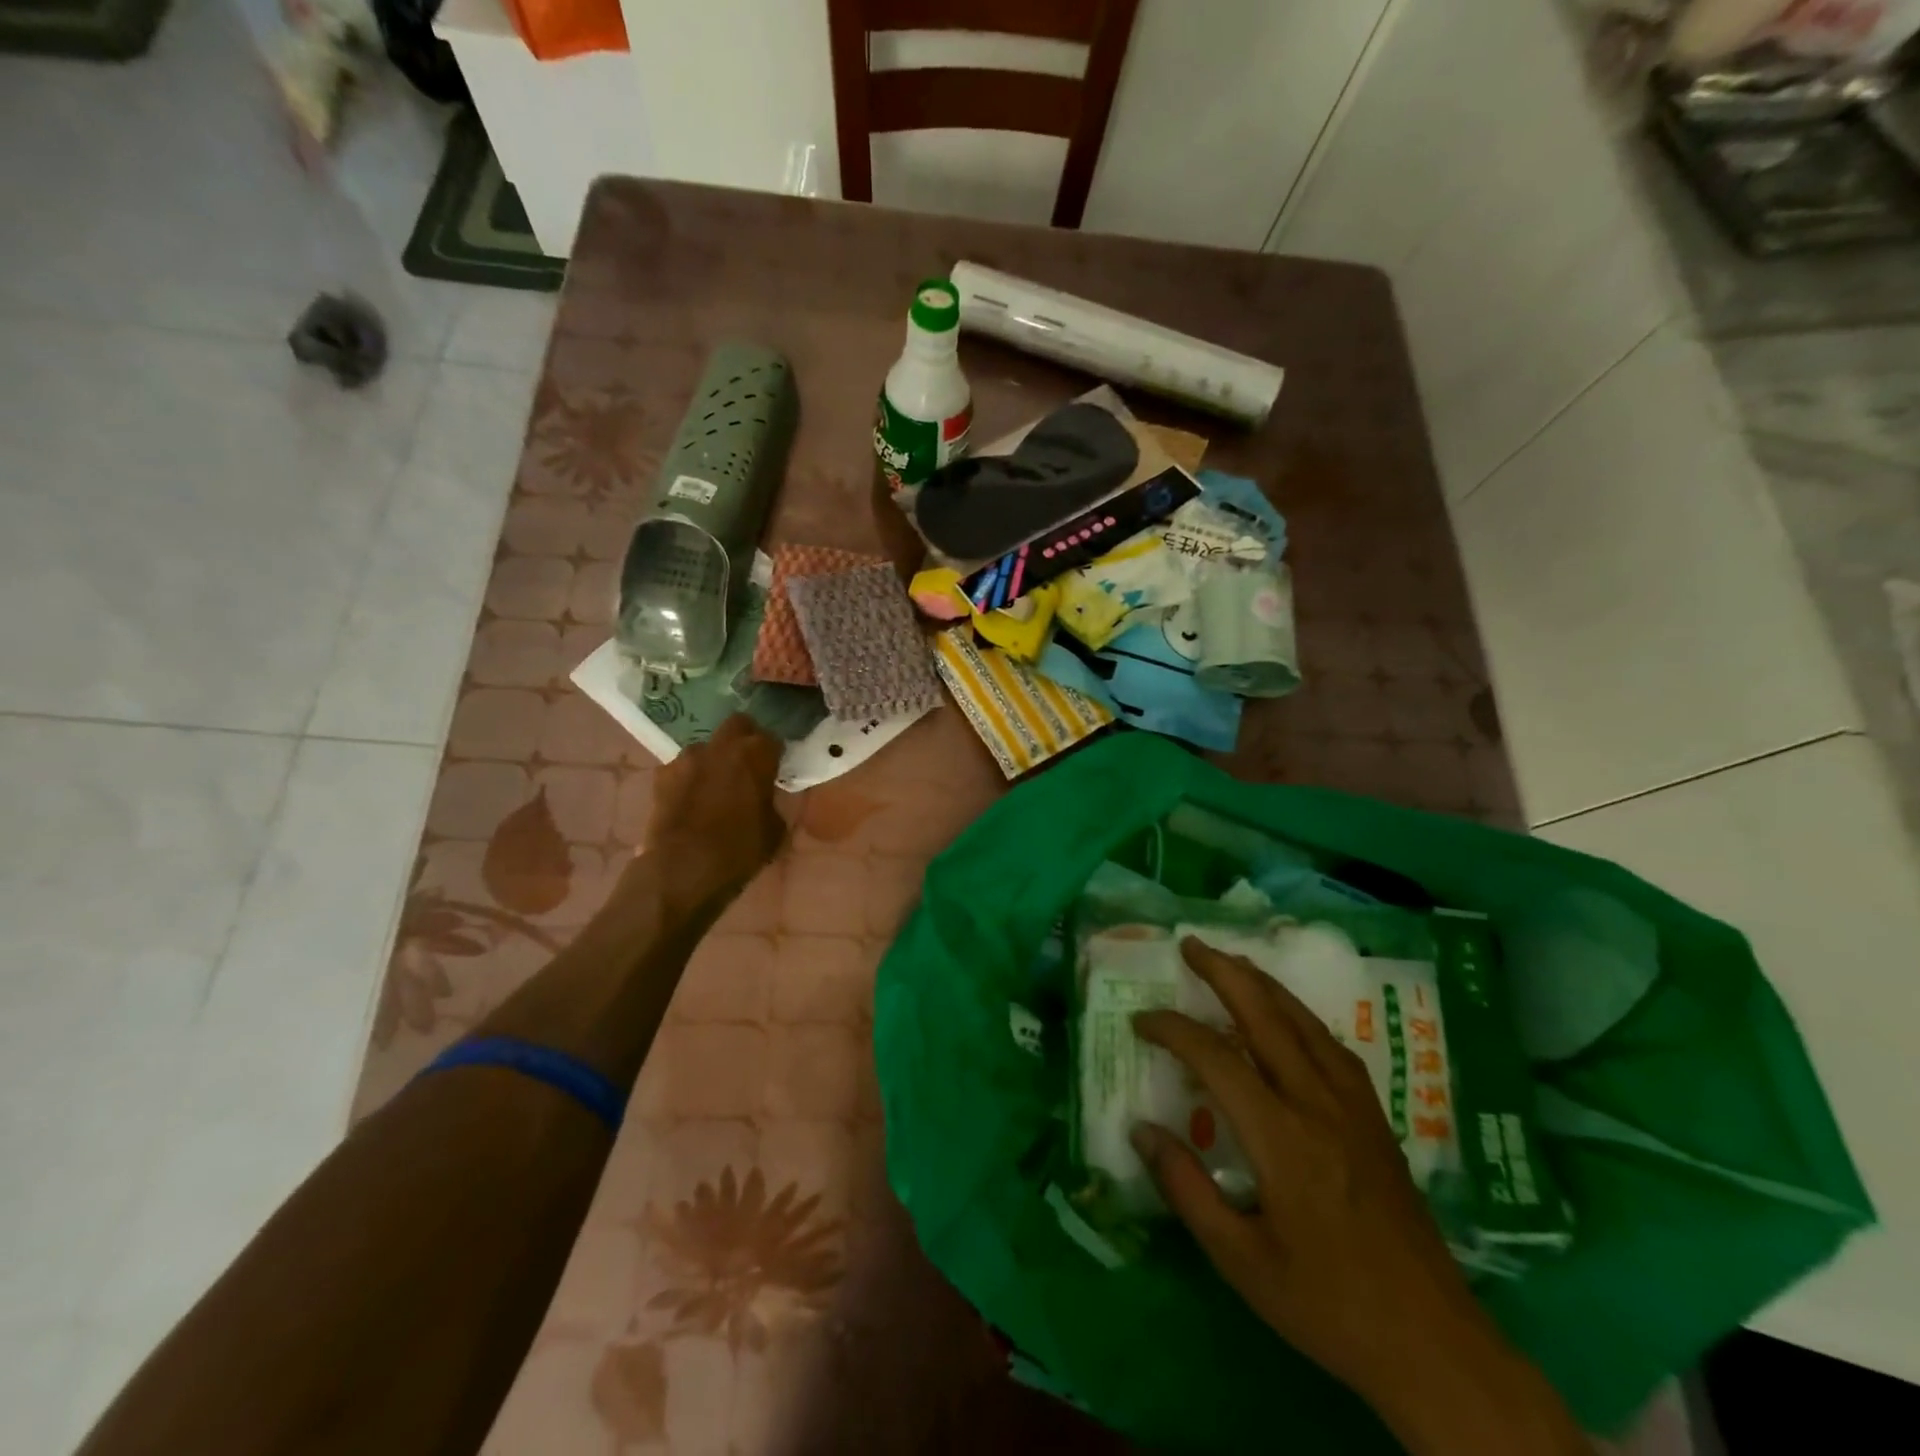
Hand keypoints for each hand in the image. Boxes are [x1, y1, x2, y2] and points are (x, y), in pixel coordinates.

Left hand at [642, 714, 784, 894]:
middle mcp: (721, 746)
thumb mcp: (774, 831)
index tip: (776, 769)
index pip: (772, 739)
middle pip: (737, 725)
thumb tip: (765, 799)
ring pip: (706, 747)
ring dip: (713, 760)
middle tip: (748, 765)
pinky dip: (689, 779)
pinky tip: (691, 800)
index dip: (775, 753)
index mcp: (755, 754)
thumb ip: (772, 804)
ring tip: (716, 785)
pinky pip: (682, 769)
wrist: (682, 870)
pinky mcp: (661, 776)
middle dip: (744, 739)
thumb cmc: (738, 851)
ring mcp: (686, 758)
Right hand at [1131, 939, 1582, 1455]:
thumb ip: (1185, 1188)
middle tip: (1189, 944)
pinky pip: (1331, 1045)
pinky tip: (1287, 1017)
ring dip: (1262, 983)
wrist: (1435, 1346)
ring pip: (1304, 1021)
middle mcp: (1319, 1105)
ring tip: (1230, 962)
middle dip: (1224, 971)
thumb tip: (1140, 1129)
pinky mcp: (1376, 1119)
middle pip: (1266, 1016)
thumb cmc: (1328, 1305)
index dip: (1173, 1030)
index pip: (1215, 1058)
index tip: (1140, 1021)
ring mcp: (1354, 1107)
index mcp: (1282, 1139)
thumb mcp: (1240, 1262)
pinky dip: (1298, 1015)